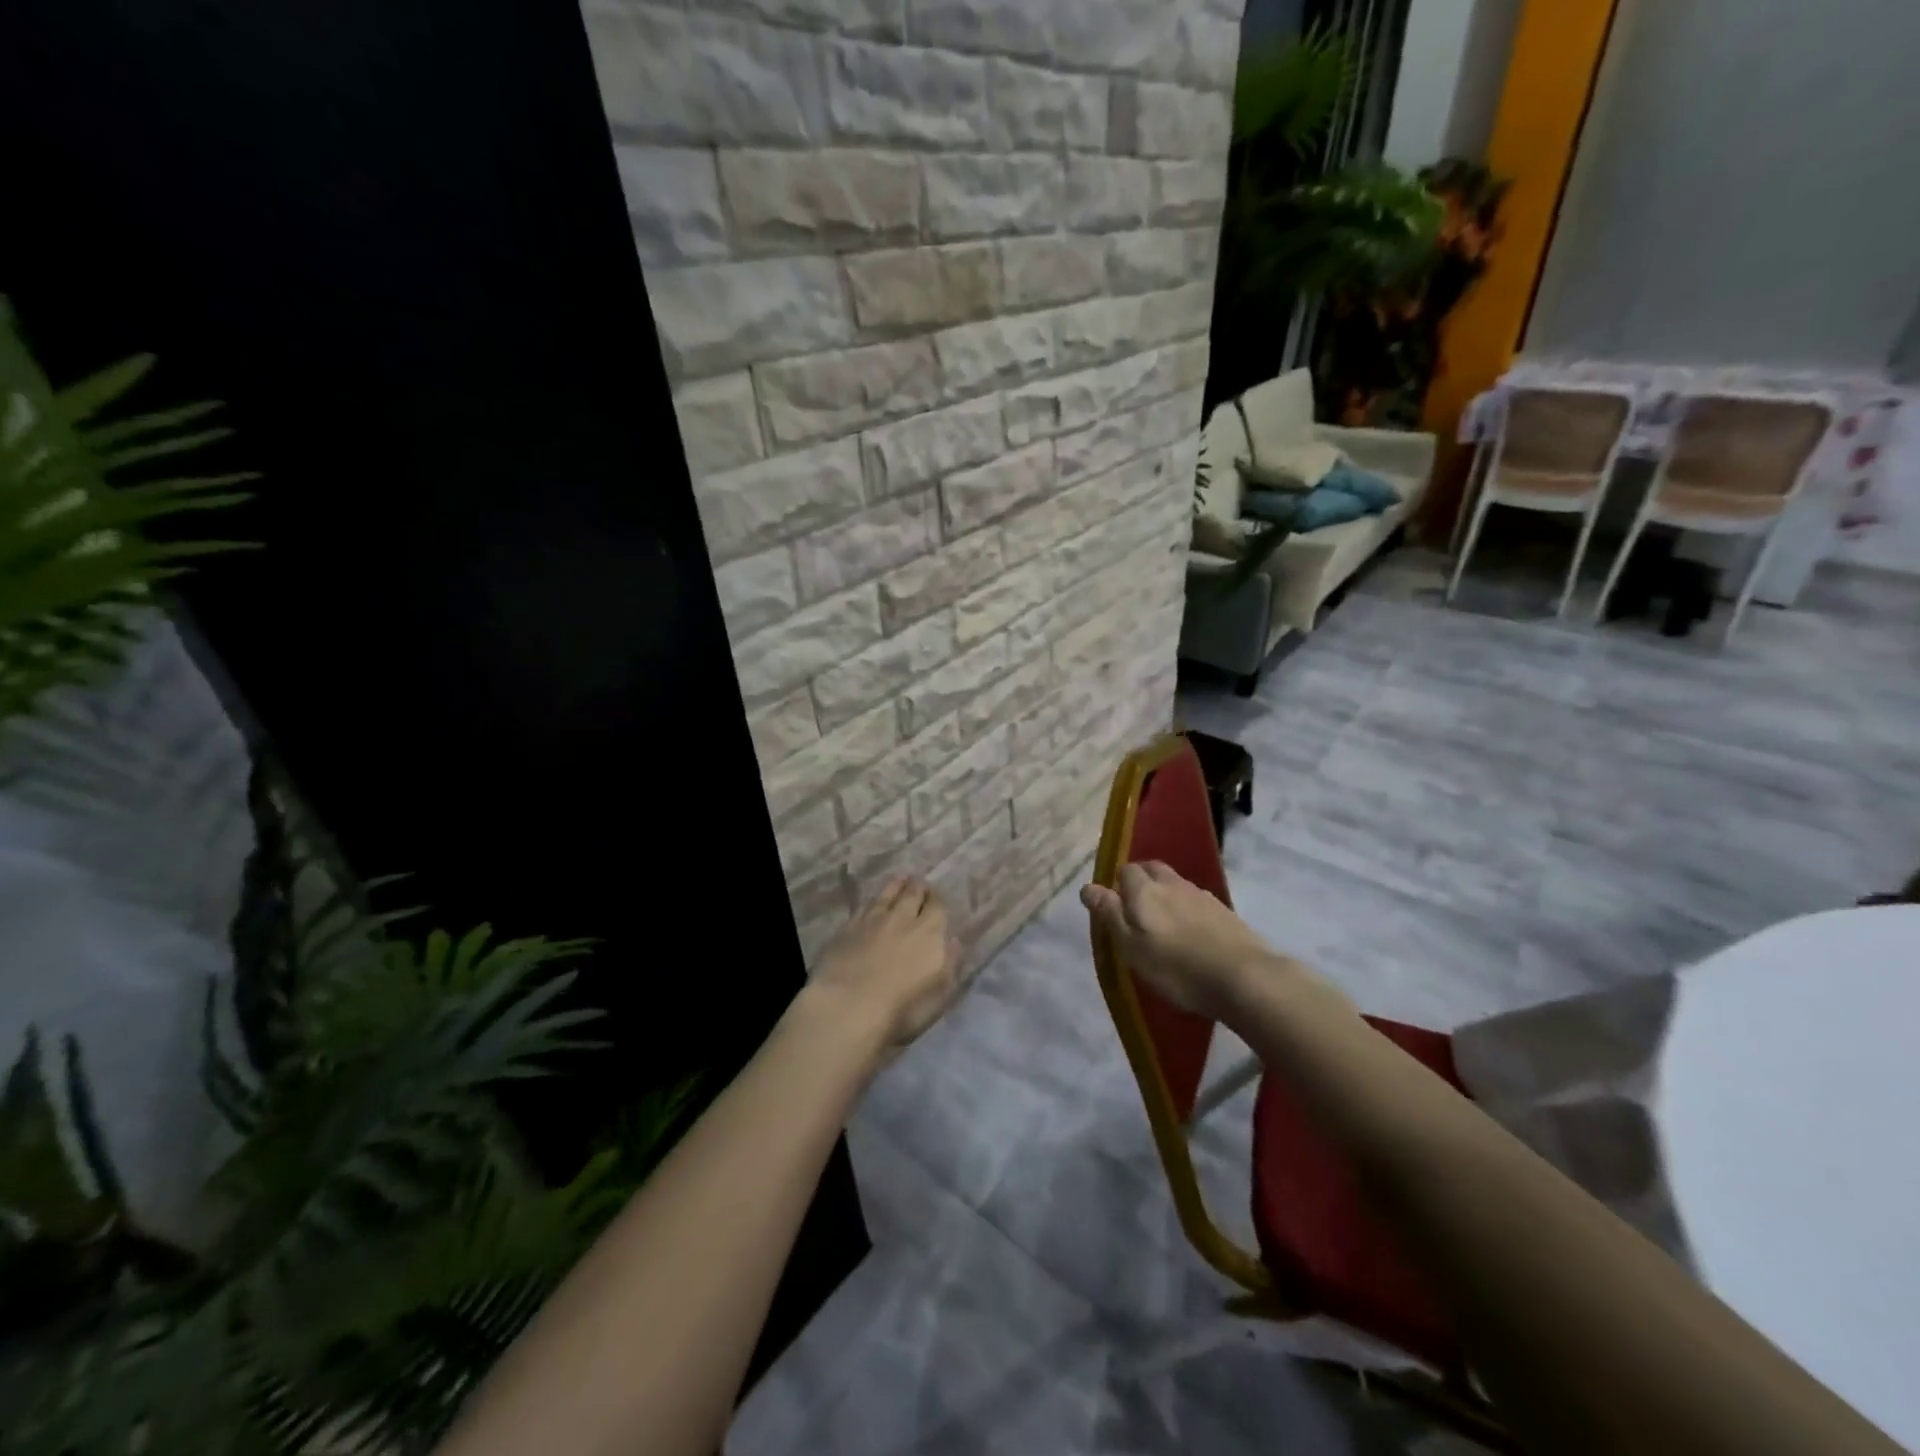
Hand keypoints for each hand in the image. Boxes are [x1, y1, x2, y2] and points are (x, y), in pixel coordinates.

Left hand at [809, 876, 962, 1052]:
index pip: (937, 906)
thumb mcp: (939, 994)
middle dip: (918, 887)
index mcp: (930, 932)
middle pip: (912, 893)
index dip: (936, 899)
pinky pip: (865, 905)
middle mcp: (903, 917)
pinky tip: (873, 902)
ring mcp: (873, 919)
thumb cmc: (902, 1009)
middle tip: (918, 883)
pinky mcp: (848, 926)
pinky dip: (873, 899)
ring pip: (888, 893)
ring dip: (896, 885)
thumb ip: (950, 963)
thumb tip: (953, 941)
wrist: (849, 1006)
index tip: (935, 896)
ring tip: (900, 879)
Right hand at [1081, 861, 1300, 1020]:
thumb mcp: (1131, 947)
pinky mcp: (1223, 911)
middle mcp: (1172, 884)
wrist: (1243, 977)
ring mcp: (1201, 895)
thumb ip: (1110, 914)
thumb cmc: (1176, 967)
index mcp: (1145, 890)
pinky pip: (1195, 900)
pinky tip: (1189, 930)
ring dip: (1165, 893)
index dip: (1117, 884)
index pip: (1125, 871)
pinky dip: (1186, 908)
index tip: (1113, 905)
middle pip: (1152, 869)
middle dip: (1141, 880)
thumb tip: (1087, 886)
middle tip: (1135, 907)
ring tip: (1162, 920)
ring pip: (1175, 883)